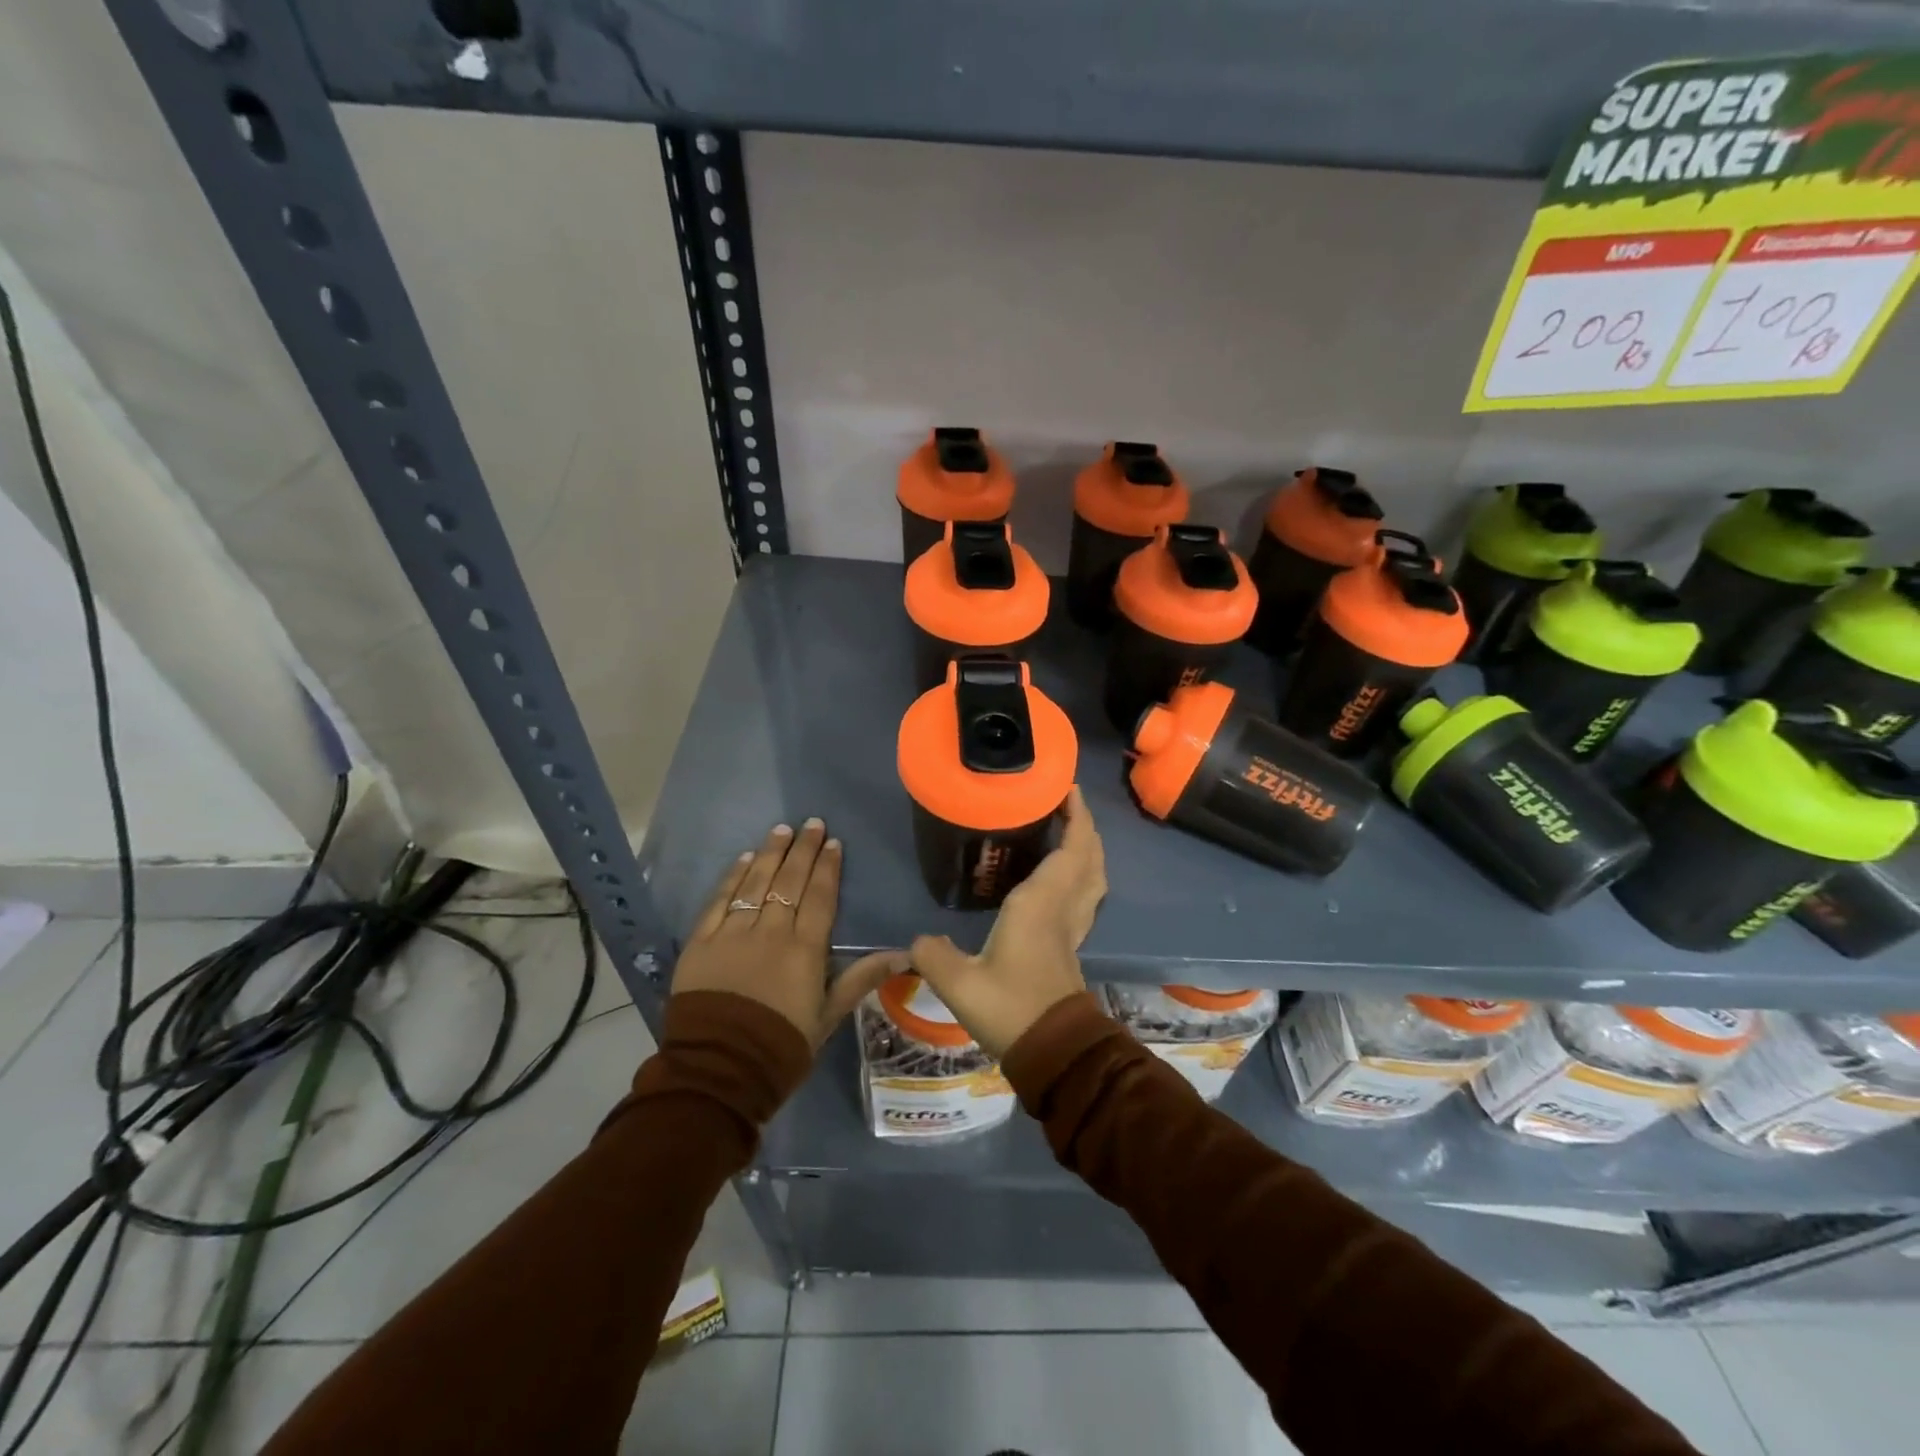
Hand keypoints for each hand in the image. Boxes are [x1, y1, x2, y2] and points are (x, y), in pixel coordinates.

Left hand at [675, 819, 904, 1047]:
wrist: (718, 1072)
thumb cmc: (781, 1047)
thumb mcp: (829, 1016)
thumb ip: (862, 978)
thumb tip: (906, 953)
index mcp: (804, 949)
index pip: (819, 896)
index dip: (827, 867)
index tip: (832, 842)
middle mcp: (770, 932)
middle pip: (789, 881)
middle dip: (802, 850)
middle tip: (810, 823)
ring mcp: (732, 934)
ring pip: (755, 883)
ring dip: (770, 854)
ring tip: (781, 829)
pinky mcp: (701, 942)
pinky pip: (719, 901)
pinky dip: (733, 877)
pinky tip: (745, 859)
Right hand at [909, 787, 1106, 1057]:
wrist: (1053, 1053)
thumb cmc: (1010, 1008)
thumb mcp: (959, 982)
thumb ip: (932, 953)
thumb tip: (916, 941)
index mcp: (1040, 903)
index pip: (1070, 849)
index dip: (1075, 817)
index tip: (1068, 789)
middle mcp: (1063, 908)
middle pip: (1089, 858)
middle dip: (1084, 826)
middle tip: (1066, 804)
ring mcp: (1072, 928)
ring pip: (1094, 878)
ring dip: (1089, 850)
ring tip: (1070, 833)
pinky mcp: (1072, 946)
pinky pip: (1086, 897)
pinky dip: (1083, 876)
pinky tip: (1064, 879)